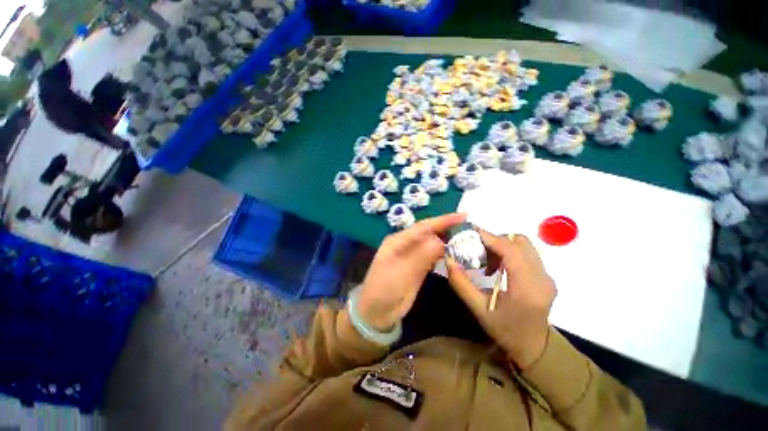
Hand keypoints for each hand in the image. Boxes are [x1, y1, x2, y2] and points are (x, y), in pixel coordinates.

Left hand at [357, 213, 466, 331]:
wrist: (377, 312)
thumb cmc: (384, 289)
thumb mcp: (401, 271)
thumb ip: (421, 255)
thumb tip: (441, 241)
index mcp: (398, 240)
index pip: (424, 226)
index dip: (443, 220)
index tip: (463, 216)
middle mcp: (406, 245)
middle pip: (430, 233)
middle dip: (448, 229)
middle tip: (470, 228)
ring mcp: (412, 256)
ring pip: (433, 244)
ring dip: (448, 241)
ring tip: (468, 239)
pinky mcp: (418, 267)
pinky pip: (433, 256)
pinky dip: (445, 254)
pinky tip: (456, 254)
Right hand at [446, 231, 555, 369]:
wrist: (534, 347)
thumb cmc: (505, 331)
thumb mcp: (478, 310)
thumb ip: (461, 284)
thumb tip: (449, 260)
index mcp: (527, 288)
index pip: (511, 251)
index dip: (490, 237)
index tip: (470, 232)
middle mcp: (542, 278)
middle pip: (519, 242)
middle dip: (494, 240)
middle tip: (476, 249)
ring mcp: (547, 276)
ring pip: (523, 245)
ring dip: (502, 245)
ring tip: (487, 260)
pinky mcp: (545, 275)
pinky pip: (525, 252)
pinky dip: (509, 252)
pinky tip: (498, 267)